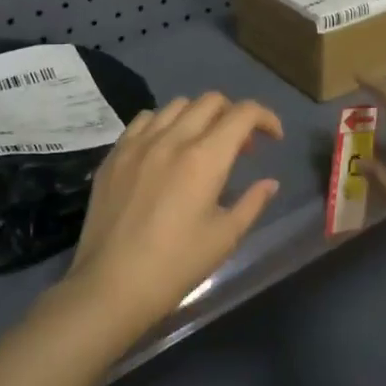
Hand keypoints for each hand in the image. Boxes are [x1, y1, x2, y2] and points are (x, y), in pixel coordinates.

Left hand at [65, 93, 283, 342]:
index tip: (274, 138)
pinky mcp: (115, 154)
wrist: (111, 285)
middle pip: (211, 101)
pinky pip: (144, 120)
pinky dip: (164, 123)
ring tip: (203, 144)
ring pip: (177, 105)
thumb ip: (252, 203)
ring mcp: (138, 143)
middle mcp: (172, 139)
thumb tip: (269, 183)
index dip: (266, 117)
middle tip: (240, 146)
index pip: (243, 114)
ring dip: (199, 116)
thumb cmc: (176, 265)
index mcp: (205, 158)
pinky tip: (165, 148)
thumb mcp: (225, 238)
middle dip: (234, 115)